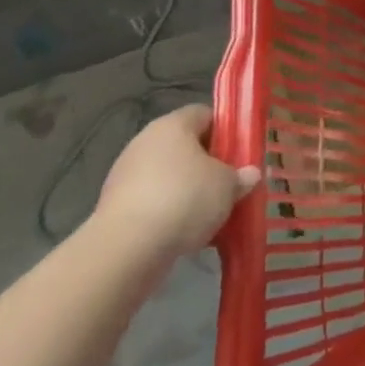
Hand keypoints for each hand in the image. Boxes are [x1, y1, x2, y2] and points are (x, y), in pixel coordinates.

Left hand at [94, 105, 260, 257]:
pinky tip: (186, 233)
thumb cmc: (185, 199)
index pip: (205, 114)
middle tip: (230, 183)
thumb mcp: (228, 185)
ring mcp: (125, 175)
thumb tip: (250, 174)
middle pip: (185, 146)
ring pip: (168, 177)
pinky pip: (152, 203)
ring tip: (211, 214)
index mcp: (173, 124)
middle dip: (208, 165)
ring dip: (188, 191)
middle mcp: (145, 142)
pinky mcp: (114, 209)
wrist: (126, 250)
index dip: (226, 130)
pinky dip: (168, 213)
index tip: (242, 152)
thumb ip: (241, 176)